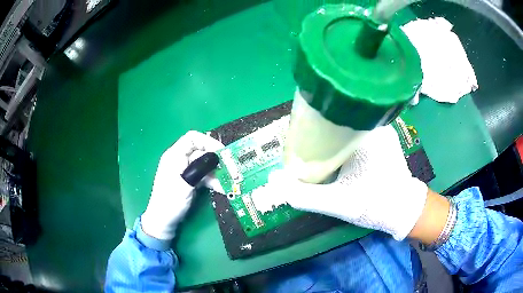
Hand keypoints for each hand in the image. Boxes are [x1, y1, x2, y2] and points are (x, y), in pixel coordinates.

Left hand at [141, 131, 223, 240]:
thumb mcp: (186, 184)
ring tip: (228, 182)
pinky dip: (212, 180)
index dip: (208, 142)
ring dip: (216, 173)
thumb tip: (216, 155)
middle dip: (216, 160)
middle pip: (201, 151)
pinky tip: (221, 188)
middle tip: (230, 169)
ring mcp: (184, 170)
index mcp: (174, 155)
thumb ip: (200, 168)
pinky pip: (203, 175)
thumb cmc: (170, 201)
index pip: (193, 138)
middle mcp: (179, 159)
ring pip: (204, 165)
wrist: (163, 221)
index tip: (222, 153)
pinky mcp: (189, 180)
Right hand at [270, 125, 428, 240]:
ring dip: (332, 135)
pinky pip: (357, 131)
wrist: (404, 211)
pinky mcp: (384, 138)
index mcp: (365, 133)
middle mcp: (375, 124)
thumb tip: (274, 180)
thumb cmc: (375, 204)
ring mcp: (382, 130)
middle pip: (338, 119)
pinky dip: (344, 139)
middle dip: (320, 130)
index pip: (330, 117)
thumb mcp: (338, 203)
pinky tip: (337, 152)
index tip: (298, 138)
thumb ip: (305, 195)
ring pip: (348, 125)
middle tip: (305, 145)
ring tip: (318, 147)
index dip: (309, 125)